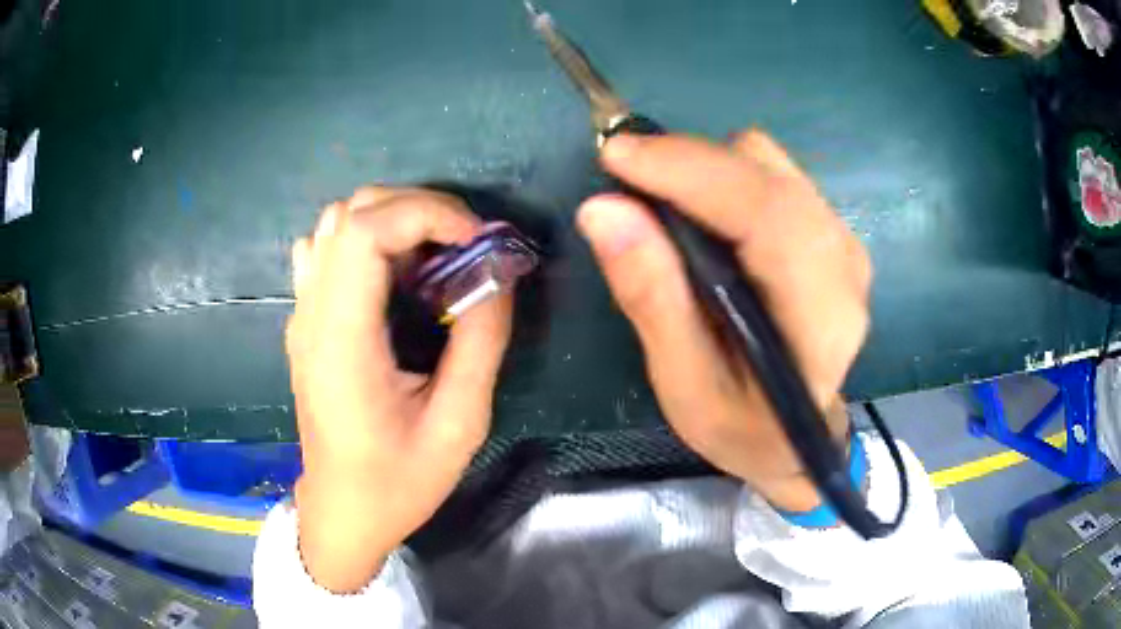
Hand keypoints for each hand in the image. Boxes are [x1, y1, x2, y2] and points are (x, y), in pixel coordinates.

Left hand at [286, 187, 512, 592]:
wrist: (342, 510)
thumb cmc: (398, 482)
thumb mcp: (459, 425)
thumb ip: (481, 343)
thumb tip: (500, 276)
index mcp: (343, 342)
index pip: (365, 231)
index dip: (427, 214)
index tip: (476, 241)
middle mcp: (312, 315)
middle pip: (351, 212)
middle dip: (418, 209)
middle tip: (464, 246)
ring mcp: (302, 315)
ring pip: (336, 224)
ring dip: (392, 221)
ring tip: (433, 258)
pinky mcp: (305, 322)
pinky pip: (326, 251)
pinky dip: (365, 241)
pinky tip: (392, 277)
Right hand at [577, 131, 870, 511]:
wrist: (796, 437)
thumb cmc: (743, 428)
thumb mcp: (685, 386)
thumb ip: (651, 299)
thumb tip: (602, 210)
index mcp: (820, 316)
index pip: (767, 213)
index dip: (690, 171)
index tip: (616, 156)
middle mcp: (843, 263)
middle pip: (765, 171)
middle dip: (687, 163)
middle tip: (625, 184)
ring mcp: (842, 240)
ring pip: (767, 162)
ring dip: (704, 169)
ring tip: (661, 205)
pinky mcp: (830, 230)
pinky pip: (771, 174)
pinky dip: (723, 176)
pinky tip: (700, 214)